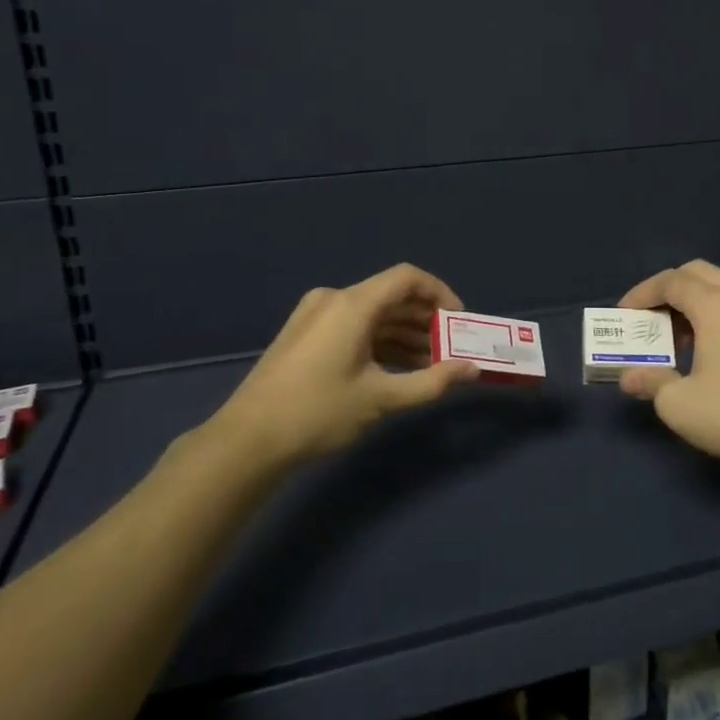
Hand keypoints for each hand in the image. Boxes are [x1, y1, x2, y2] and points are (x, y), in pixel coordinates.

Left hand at [205, 264, 478, 461]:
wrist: (248, 441)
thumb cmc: (319, 412)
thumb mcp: (382, 398)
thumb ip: (432, 382)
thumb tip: (472, 370)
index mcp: (352, 304)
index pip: (407, 278)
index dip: (440, 293)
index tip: (459, 321)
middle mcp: (333, 299)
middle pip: (391, 296)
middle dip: (425, 320)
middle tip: (450, 349)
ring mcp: (315, 315)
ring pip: (372, 314)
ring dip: (404, 334)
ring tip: (430, 365)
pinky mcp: (305, 334)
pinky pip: (353, 326)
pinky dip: (379, 341)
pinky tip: (397, 368)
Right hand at [616, 260, 719, 473]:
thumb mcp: (679, 403)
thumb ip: (650, 381)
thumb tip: (629, 376)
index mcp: (716, 305)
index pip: (671, 281)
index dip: (641, 293)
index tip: (623, 316)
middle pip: (696, 273)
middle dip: (666, 290)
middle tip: (647, 318)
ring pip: (718, 287)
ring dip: (689, 302)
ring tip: (672, 338)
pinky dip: (711, 313)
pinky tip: (703, 349)